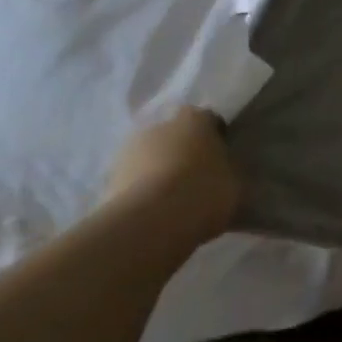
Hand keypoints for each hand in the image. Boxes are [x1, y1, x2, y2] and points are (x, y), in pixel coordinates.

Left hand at [104, 108, 242, 244]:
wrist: (150, 223)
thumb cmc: (204, 192)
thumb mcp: (235, 184)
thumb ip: (229, 173)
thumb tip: (226, 175)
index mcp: (195, 119)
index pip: (208, 119)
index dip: (214, 137)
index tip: (220, 157)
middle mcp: (159, 126)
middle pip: (173, 136)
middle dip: (182, 153)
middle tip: (195, 179)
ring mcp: (128, 152)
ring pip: (149, 159)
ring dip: (157, 173)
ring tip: (171, 202)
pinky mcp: (107, 181)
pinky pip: (132, 184)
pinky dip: (140, 194)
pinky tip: (152, 215)